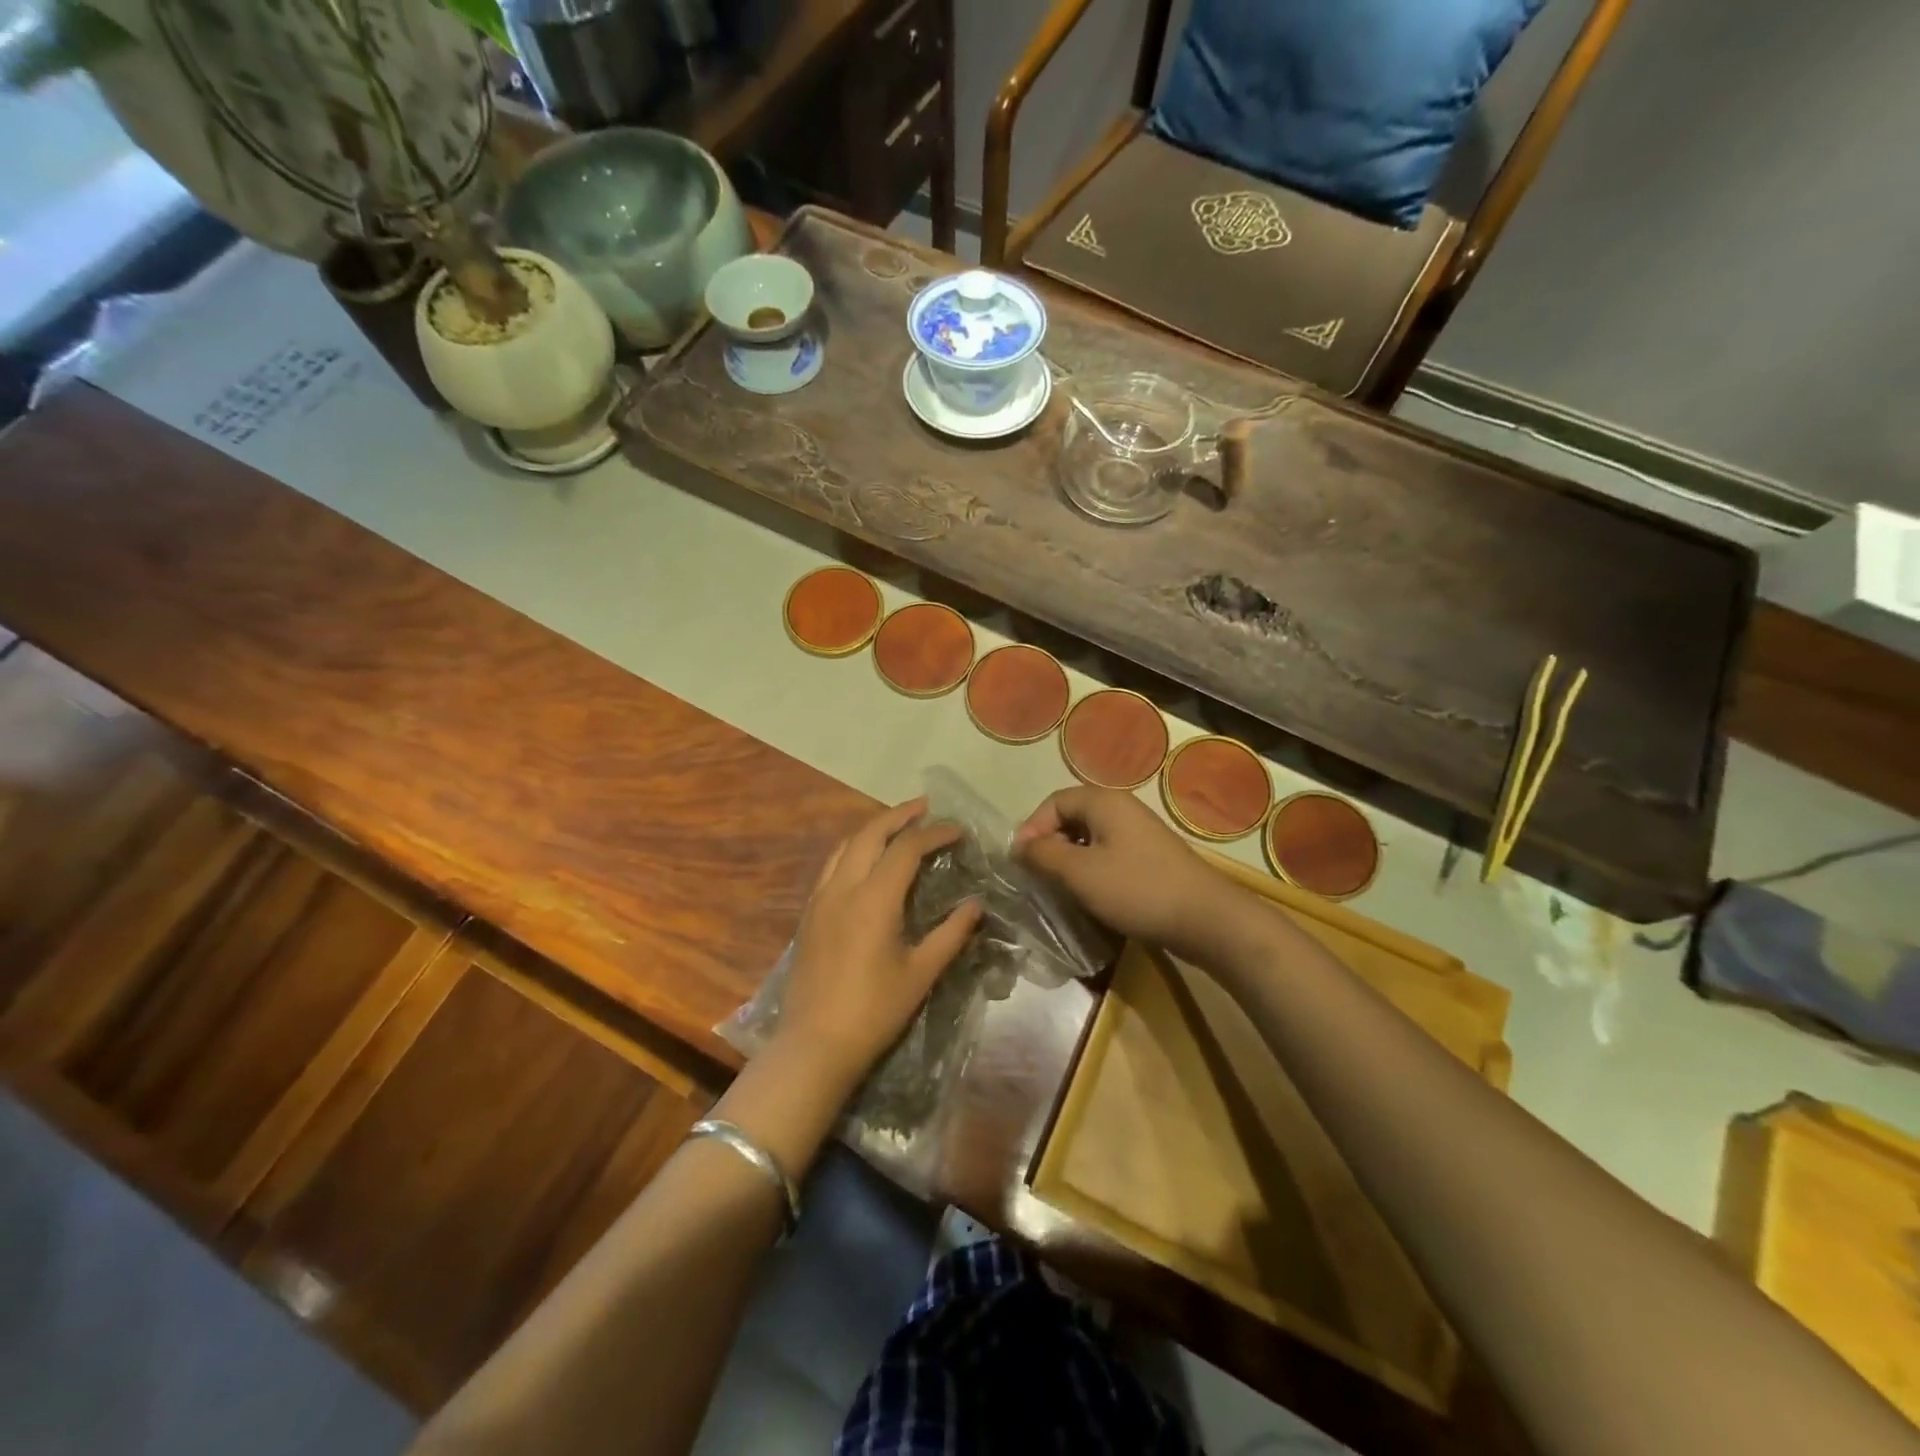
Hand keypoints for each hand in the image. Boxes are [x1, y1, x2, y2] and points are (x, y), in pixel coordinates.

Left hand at [776, 798, 982, 1095]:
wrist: (814, 1044)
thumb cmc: (874, 1010)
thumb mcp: (921, 973)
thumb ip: (950, 934)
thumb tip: (975, 904)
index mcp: (874, 898)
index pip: (907, 848)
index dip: (934, 833)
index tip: (959, 830)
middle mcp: (844, 887)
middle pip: (870, 834)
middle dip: (899, 816)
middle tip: (925, 807)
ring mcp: (821, 899)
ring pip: (845, 845)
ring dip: (872, 828)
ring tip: (896, 825)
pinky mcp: (809, 914)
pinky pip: (832, 865)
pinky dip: (853, 849)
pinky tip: (865, 860)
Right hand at [1014, 786, 1246, 961]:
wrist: (1206, 919)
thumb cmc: (1137, 889)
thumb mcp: (1080, 873)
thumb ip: (1044, 855)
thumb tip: (1018, 846)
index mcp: (1104, 802)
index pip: (1054, 802)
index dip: (1032, 828)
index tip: (1021, 862)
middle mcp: (1122, 809)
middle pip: (1072, 817)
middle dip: (1049, 844)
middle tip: (1037, 876)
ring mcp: (1139, 833)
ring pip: (1090, 839)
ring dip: (1070, 860)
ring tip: (1059, 889)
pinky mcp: (1150, 858)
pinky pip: (1109, 855)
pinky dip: (1092, 870)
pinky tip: (1090, 896)